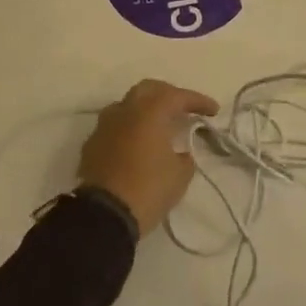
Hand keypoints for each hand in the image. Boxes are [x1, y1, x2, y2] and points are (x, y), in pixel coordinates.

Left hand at [78, 80, 219, 236]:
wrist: (103, 216)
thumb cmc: (148, 189)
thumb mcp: (180, 175)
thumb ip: (185, 156)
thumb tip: (179, 153)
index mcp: (150, 112)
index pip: (178, 96)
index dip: (198, 101)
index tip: (213, 111)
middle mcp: (125, 111)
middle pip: (148, 89)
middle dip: (168, 95)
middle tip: (183, 108)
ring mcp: (104, 126)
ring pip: (127, 105)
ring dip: (144, 110)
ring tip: (158, 125)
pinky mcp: (91, 145)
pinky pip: (114, 127)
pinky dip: (129, 129)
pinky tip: (136, 145)